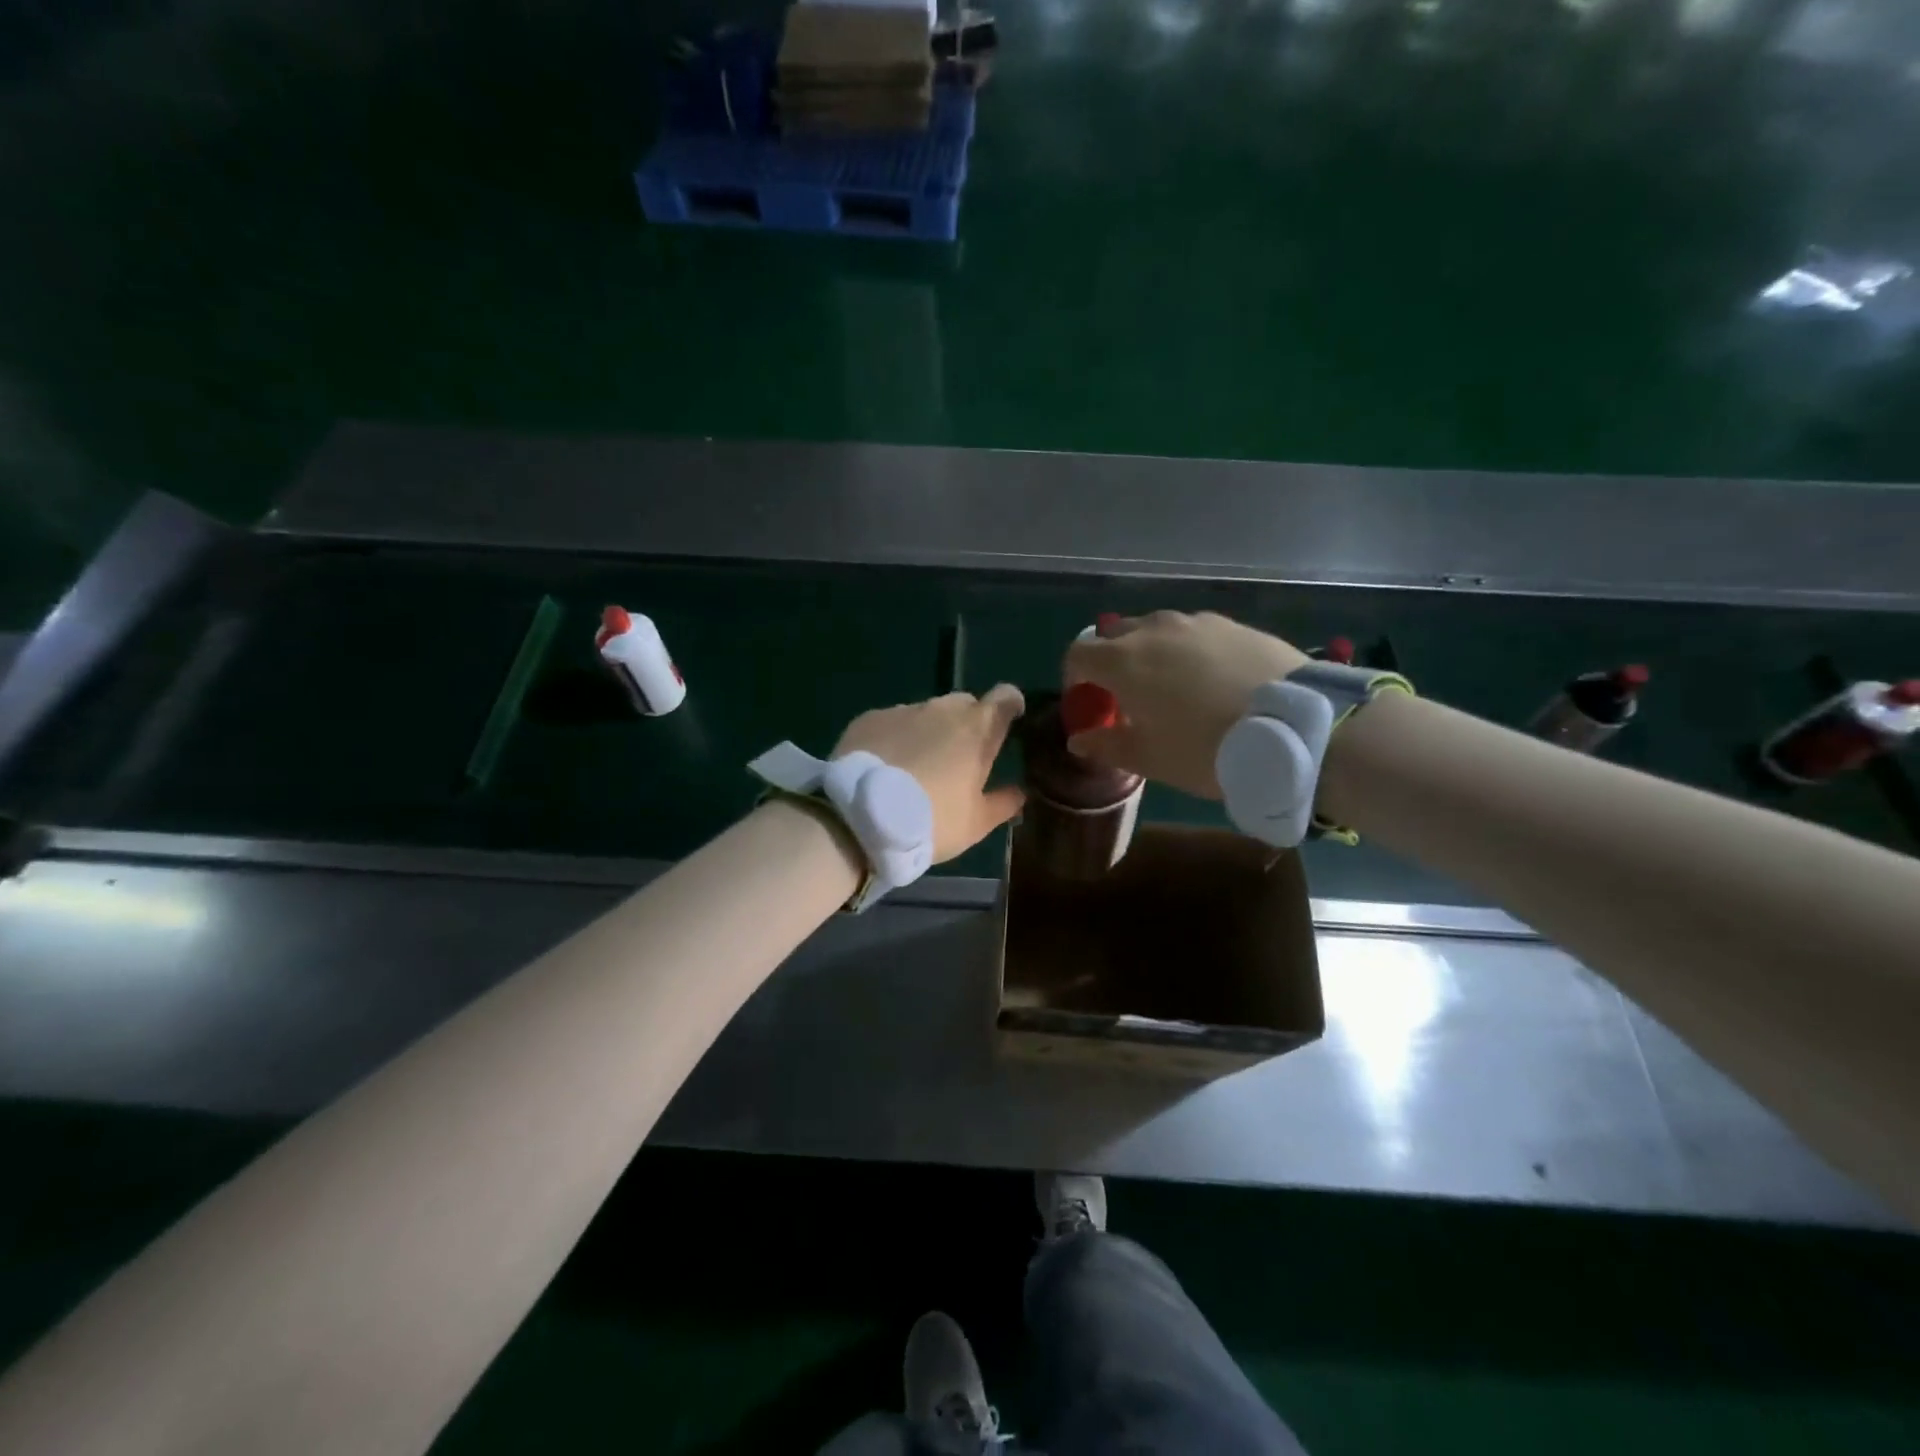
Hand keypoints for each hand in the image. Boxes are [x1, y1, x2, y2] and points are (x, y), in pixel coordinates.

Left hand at [834, 685, 1027, 863]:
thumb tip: (1020, 791)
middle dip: (968, 723)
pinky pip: (893, 721)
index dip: (1010, 705)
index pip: (1006, 697)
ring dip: (929, 731)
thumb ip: (1004, 802)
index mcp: (977, 730)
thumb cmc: (931, 821)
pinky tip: (886, 765)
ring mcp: (904, 710)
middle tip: (959, 757)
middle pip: (965, 704)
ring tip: (917, 765)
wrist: (861, 819)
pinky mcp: (870, 718)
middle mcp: (943, 709)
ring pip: (927, 713)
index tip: (1010, 720)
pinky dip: (896, 737)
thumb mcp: (976, 823)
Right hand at [1063, 612, 1307, 798]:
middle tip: (1129, 696)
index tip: (1090, 703)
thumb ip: (1107, 745)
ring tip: (1173, 687)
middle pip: (1115, 636)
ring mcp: (1196, 622)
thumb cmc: (1207, 749)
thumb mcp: (1151, 758)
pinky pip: (1194, 632)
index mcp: (1123, 661)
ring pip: (1156, 630)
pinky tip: (1211, 679)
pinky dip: (1187, 650)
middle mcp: (1154, 630)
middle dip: (1112, 662)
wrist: (1294, 728)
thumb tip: (1080, 740)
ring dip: (1151, 653)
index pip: (1078, 653)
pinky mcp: (1232, 624)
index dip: (1076, 677)